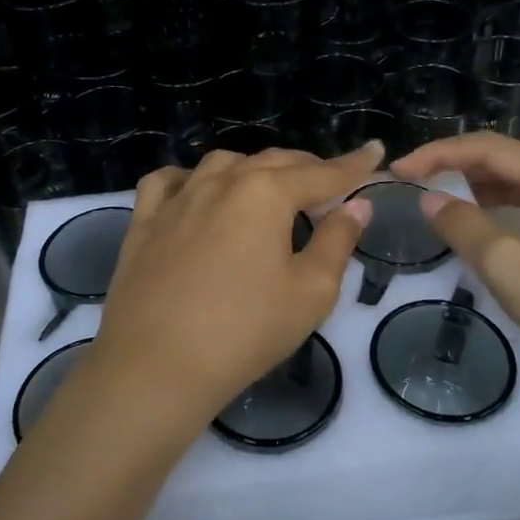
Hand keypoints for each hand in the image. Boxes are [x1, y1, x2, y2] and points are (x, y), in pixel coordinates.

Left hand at [90, 143, 383, 433]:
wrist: (155, 366)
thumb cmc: (244, 332)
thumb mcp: (310, 292)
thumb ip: (337, 241)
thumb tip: (357, 205)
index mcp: (266, 192)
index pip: (322, 174)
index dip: (353, 166)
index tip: (375, 152)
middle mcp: (222, 181)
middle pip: (274, 161)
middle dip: (308, 167)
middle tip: (330, 183)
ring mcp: (178, 198)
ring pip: (223, 164)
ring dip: (255, 169)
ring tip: (270, 189)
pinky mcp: (144, 220)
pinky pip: (169, 182)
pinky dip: (191, 178)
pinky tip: (197, 191)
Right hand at [390, 133, 519, 404]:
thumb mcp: (511, 267)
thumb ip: (464, 226)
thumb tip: (429, 199)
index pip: (491, 148)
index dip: (440, 153)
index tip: (399, 170)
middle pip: (505, 162)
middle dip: (455, 166)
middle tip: (411, 182)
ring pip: (517, 188)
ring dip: (474, 189)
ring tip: (434, 200)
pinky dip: (495, 213)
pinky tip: (476, 228)